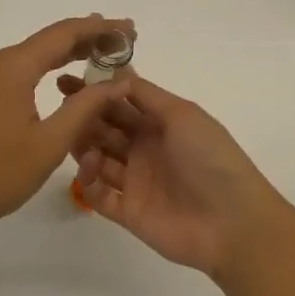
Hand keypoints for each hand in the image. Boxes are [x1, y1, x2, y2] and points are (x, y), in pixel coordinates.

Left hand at [0, 15, 135, 237]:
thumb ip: (85, 108)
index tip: (131, 29)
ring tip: (105, 56)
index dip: (101, 29)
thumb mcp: (48, 143)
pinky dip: (50, 69)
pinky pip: (23, 71)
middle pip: (50, 40)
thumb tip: (119, 81)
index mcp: (14, 66)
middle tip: (126, 42)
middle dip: (89, 38)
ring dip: (70, 54)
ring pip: (36, 56)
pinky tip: (67, 80)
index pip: (65, 33)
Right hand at [55, 74, 294, 280]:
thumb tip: (115, 72)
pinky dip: (88, 183)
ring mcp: (135, 180)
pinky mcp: (128, 211)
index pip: (120, 101)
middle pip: (104, 127)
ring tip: (76, 142)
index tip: (66, 80)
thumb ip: (146, 94)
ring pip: (97, 158)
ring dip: (83, 147)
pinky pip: (98, 195)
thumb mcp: (182, 114)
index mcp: (160, 122)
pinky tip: (88, 173)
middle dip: (83, 116)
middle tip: (62, 110)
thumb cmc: (210, 158)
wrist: (232, 222)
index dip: (95, 90)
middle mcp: (144, 148)